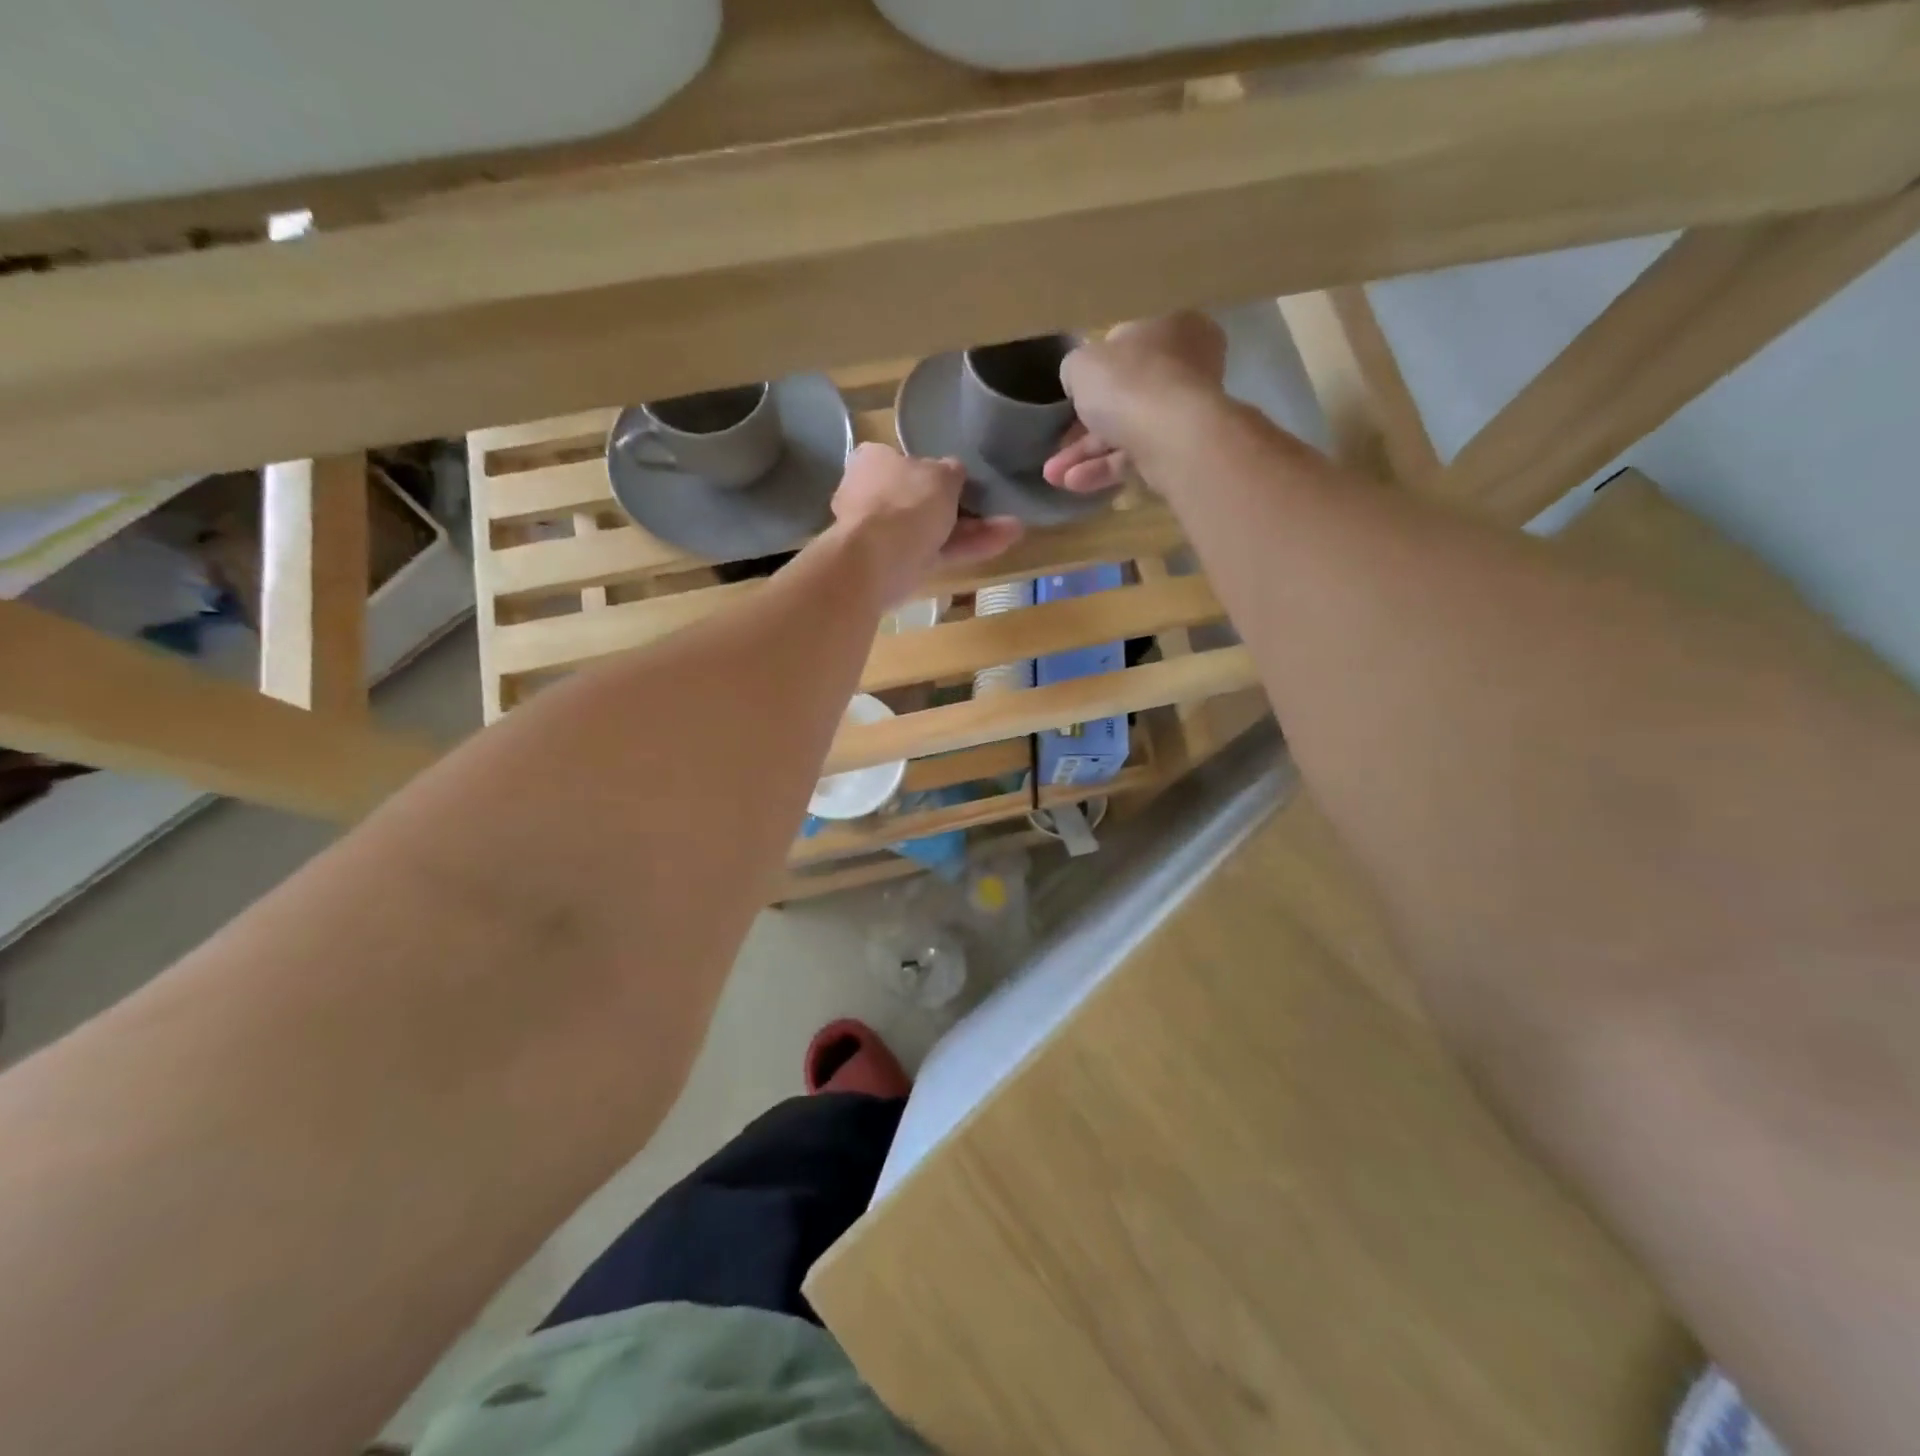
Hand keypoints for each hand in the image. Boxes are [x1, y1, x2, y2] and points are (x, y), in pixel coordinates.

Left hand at [829, 443, 1022, 606]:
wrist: (874, 562)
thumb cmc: (905, 503)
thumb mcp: (941, 475)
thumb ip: (951, 472)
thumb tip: (953, 472)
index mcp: (872, 461)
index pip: (905, 461)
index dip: (935, 472)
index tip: (962, 483)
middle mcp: (870, 496)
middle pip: (920, 500)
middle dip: (959, 507)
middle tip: (993, 508)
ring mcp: (880, 535)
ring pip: (931, 530)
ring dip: (971, 530)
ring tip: (1013, 528)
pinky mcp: (893, 568)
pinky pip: (933, 554)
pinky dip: (964, 549)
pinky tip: (1002, 543)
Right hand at [1044, 313, 1229, 493]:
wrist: (1173, 438)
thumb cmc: (1129, 384)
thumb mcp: (1083, 363)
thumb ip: (1076, 368)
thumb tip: (1078, 381)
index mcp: (1173, 329)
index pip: (1126, 348)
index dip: (1093, 373)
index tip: (1069, 396)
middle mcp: (1187, 368)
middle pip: (1124, 396)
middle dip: (1083, 427)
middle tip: (1056, 445)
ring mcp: (1186, 414)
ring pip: (1127, 432)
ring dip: (1086, 455)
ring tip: (1054, 476)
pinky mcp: (1182, 453)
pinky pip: (1136, 459)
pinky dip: (1105, 470)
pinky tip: (1074, 483)